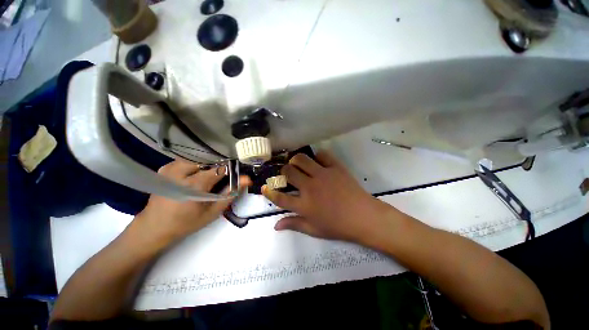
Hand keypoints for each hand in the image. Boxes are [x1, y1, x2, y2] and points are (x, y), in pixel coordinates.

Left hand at [135, 160, 250, 245]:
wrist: (154, 227)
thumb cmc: (186, 222)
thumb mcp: (212, 211)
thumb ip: (230, 194)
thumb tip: (246, 179)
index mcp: (194, 184)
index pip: (221, 169)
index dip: (230, 172)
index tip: (233, 177)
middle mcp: (181, 172)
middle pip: (209, 161)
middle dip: (217, 169)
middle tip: (219, 181)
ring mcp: (171, 168)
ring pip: (198, 159)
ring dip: (206, 167)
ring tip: (207, 179)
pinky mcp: (165, 168)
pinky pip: (187, 161)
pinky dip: (195, 166)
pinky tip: (194, 176)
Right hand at [262, 151, 392, 242]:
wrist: (363, 217)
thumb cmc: (338, 226)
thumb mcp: (314, 230)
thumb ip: (294, 224)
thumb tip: (276, 226)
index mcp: (304, 205)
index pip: (280, 197)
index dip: (269, 192)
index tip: (264, 187)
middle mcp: (310, 187)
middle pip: (289, 172)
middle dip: (283, 171)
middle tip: (287, 173)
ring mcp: (323, 175)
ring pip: (302, 159)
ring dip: (296, 160)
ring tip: (298, 164)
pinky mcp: (335, 167)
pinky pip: (323, 155)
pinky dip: (317, 156)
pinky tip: (318, 161)